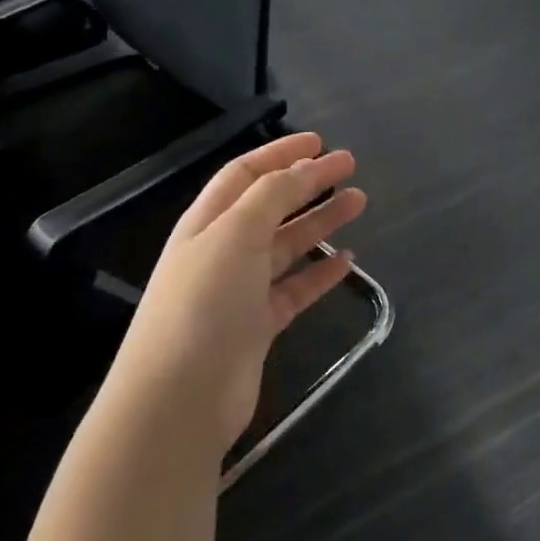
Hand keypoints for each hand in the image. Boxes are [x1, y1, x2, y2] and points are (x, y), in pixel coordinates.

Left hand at [124, 132, 365, 448]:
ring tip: (359, 202)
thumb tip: (304, 166)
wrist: (179, 399)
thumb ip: (271, 196)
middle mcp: (222, 251)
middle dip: (309, 182)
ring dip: (321, 222)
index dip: (281, 153)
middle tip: (350, 167)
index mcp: (207, 222)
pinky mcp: (259, 325)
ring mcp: (241, 290)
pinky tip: (347, 261)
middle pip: (271, 205)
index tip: (321, 142)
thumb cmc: (203, 303)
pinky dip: (320, 273)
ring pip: (288, 245)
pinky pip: (296, 288)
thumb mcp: (235, 234)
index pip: (246, 174)